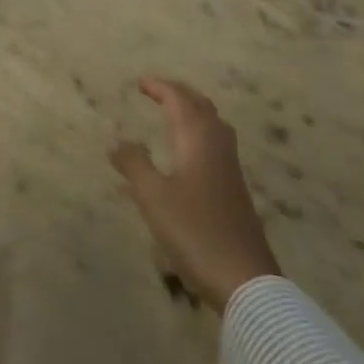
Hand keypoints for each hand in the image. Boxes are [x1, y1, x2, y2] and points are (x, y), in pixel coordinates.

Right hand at [111, 77, 280, 312]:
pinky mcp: (236, 189)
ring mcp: (231, 168)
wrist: (245, 280)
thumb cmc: (195, 231)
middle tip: (157, 91)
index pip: (179, 100)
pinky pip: (216, 144)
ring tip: (174, 114)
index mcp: (198, 138)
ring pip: (213, 125)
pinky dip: (199, 134)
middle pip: (200, 106)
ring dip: (193, 112)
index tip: (140, 83)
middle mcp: (218, 145)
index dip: (160, 87)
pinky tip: (188, 154)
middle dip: (179, 94)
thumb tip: (118, 140)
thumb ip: (134, 164)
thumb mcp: (153, 198)